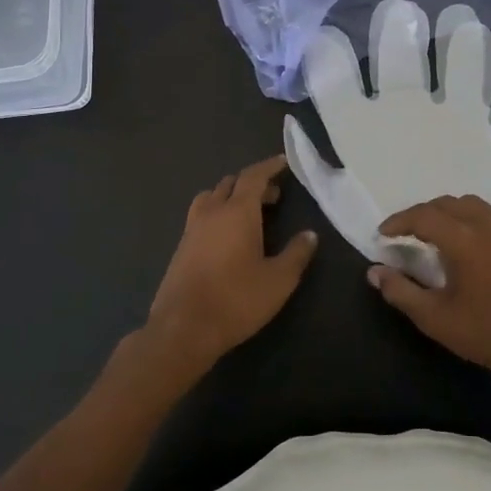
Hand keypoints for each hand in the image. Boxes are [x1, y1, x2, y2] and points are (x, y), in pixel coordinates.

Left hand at [142, 154, 318, 381]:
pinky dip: (217, 213)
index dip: (269, 167)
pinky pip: (200, 216)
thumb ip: (296, 254)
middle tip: (273, 195)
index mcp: (237, 212)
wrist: (183, 328)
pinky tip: (227, 237)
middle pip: (231, 184)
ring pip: (211, 198)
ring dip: (230, 196)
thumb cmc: (236, 300)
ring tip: (248, 212)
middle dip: (253, 183)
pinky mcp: (181, 248)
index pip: (253, 177)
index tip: (283, 162)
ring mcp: (192, 229)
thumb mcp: (278, 280)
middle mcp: (212, 212)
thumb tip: (310, 235)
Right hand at [369, 195, 490, 396]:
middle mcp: (490, 225)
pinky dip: (477, 224)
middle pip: (449, 203)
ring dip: (452, 214)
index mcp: (464, 239)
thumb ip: (400, 291)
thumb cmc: (487, 333)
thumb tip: (374, 272)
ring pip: (476, 207)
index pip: (423, 216)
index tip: (384, 234)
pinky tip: (475, 248)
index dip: (399, 221)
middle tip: (409, 233)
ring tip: (440, 235)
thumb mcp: (435, 318)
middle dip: (424, 213)